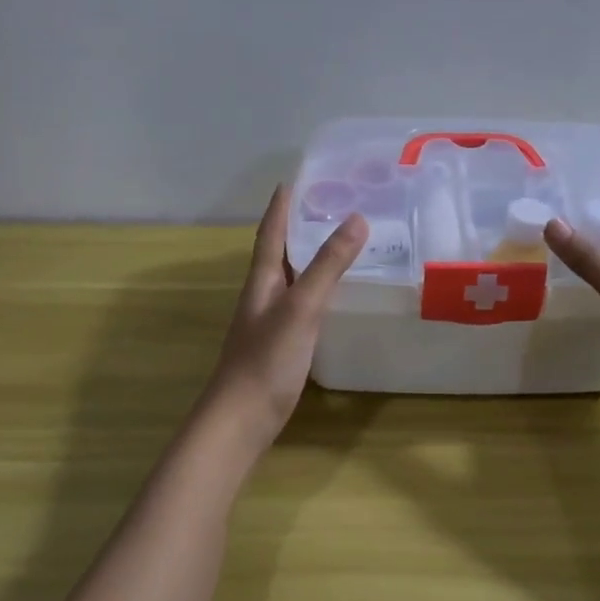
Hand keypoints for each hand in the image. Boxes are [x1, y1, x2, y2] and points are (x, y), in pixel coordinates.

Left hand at [202, 186, 365, 447]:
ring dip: (309, 256)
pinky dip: (317, 288)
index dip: (281, 207)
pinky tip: (333, 293)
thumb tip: (357, 218)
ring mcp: (271, 320)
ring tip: (337, 240)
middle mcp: (264, 294)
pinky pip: (302, 302)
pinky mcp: (282, 343)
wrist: (241, 420)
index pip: (271, 232)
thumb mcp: (302, 307)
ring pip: (291, 276)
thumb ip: (328, 265)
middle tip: (328, 204)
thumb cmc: (267, 359)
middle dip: (299, 226)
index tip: (291, 180)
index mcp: (263, 279)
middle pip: (280, 251)